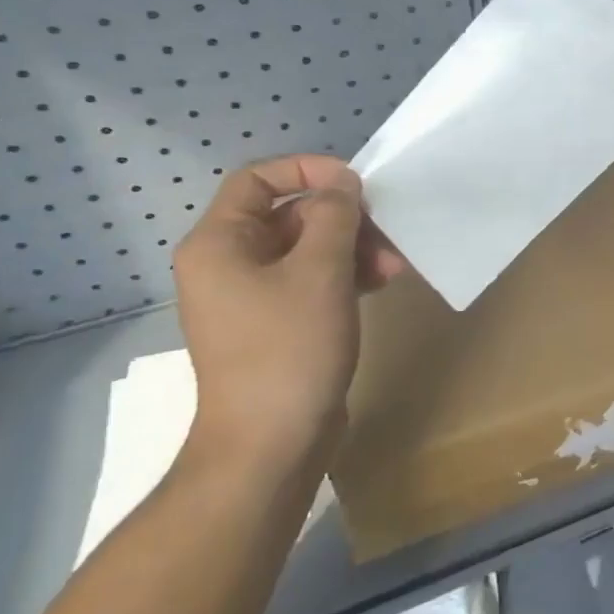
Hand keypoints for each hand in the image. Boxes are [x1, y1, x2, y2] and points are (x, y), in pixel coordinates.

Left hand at [173, 155, 403, 474]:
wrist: (271, 444)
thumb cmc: (290, 348)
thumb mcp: (320, 271)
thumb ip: (334, 215)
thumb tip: (342, 182)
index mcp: (219, 243)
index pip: (257, 180)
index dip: (307, 170)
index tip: (355, 183)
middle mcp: (227, 264)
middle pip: (288, 215)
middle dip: (343, 220)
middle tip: (387, 235)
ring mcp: (250, 297)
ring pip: (306, 250)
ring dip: (352, 249)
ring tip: (394, 268)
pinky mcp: (274, 325)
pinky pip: (309, 281)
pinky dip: (344, 276)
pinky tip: (379, 284)